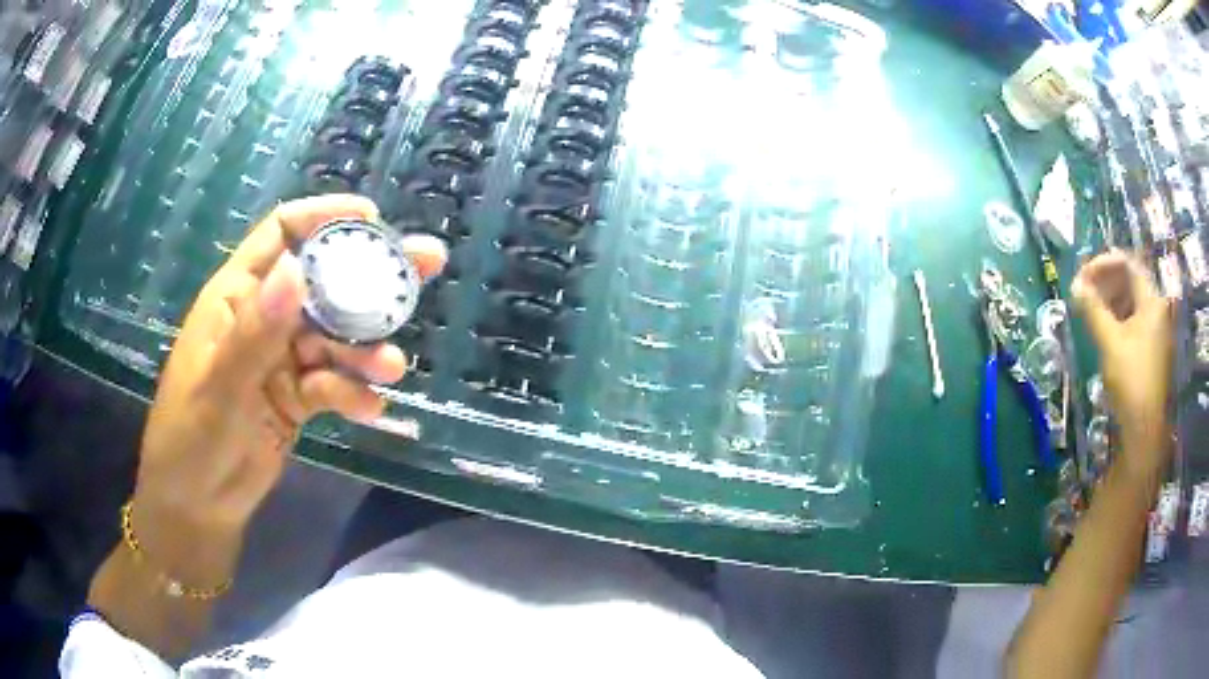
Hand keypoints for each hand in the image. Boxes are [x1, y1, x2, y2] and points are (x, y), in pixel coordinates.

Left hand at [130, 195, 445, 583]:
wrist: (197, 505)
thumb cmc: (191, 439)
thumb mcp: (219, 389)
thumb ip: (254, 333)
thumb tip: (296, 269)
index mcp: (237, 296)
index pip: (282, 234)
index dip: (324, 217)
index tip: (372, 217)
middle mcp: (265, 318)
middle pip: (324, 281)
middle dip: (371, 275)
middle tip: (428, 267)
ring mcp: (282, 359)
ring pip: (335, 337)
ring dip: (365, 348)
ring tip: (391, 368)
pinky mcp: (297, 397)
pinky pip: (333, 384)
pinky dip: (352, 393)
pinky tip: (369, 410)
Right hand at [1072, 250, 1172, 474]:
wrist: (1143, 431)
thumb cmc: (1130, 382)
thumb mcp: (1109, 342)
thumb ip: (1093, 309)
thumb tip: (1076, 284)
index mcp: (1151, 301)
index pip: (1127, 263)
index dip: (1103, 263)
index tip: (1082, 276)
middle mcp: (1156, 309)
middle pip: (1130, 280)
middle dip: (1105, 281)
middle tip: (1083, 291)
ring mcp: (1155, 330)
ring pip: (1131, 301)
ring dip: (1109, 299)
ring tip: (1089, 309)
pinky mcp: (1151, 348)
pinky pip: (1133, 320)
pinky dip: (1117, 317)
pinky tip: (1103, 328)